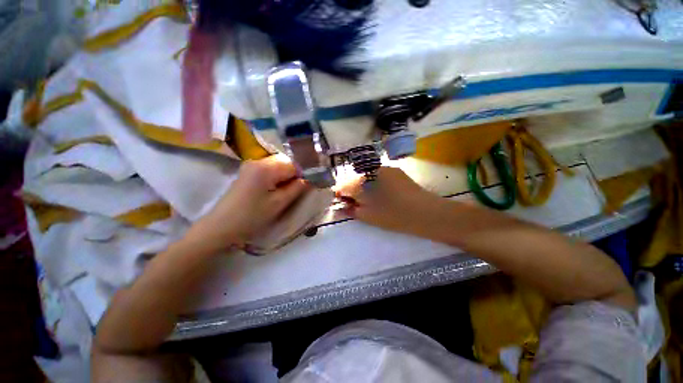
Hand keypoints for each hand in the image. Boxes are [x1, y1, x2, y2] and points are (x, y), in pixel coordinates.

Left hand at [187, 155, 308, 252]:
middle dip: (295, 175)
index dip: (303, 174)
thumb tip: (310, 179)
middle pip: (285, 162)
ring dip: (286, 177)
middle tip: (297, 190)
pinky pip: (269, 170)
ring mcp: (251, 165)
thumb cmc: (252, 216)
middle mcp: (258, 161)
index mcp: (266, 167)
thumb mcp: (279, 203)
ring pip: (278, 166)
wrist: (221, 226)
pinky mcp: (248, 172)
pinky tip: (275, 190)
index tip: (307, 186)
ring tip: (287, 192)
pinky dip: (277, 178)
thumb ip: (297, 188)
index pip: (294, 164)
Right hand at [335, 167, 442, 235]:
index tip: (340, 203)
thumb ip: (351, 210)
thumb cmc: (395, 216)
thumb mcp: (369, 216)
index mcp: (364, 180)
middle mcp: (373, 169)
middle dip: (351, 190)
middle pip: (355, 178)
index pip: (344, 184)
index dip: (340, 193)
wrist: (427, 213)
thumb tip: (338, 207)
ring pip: (366, 176)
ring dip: (362, 187)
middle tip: (354, 204)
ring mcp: (386, 169)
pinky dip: (373, 184)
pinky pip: (377, 176)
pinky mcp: (396, 172)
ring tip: (367, 200)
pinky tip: (379, 194)